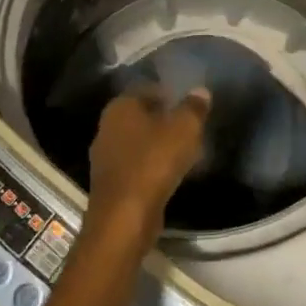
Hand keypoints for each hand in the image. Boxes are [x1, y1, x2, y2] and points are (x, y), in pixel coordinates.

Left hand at [86, 88, 210, 251]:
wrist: (125, 217)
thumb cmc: (154, 162)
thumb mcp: (184, 128)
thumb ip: (193, 107)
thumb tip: (200, 91)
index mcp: (121, 106)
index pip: (147, 88)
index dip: (170, 93)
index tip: (189, 104)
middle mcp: (107, 126)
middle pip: (142, 116)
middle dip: (165, 119)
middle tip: (190, 127)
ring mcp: (105, 157)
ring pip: (138, 142)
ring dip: (159, 145)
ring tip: (185, 151)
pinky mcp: (110, 183)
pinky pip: (136, 165)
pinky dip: (152, 166)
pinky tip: (171, 173)